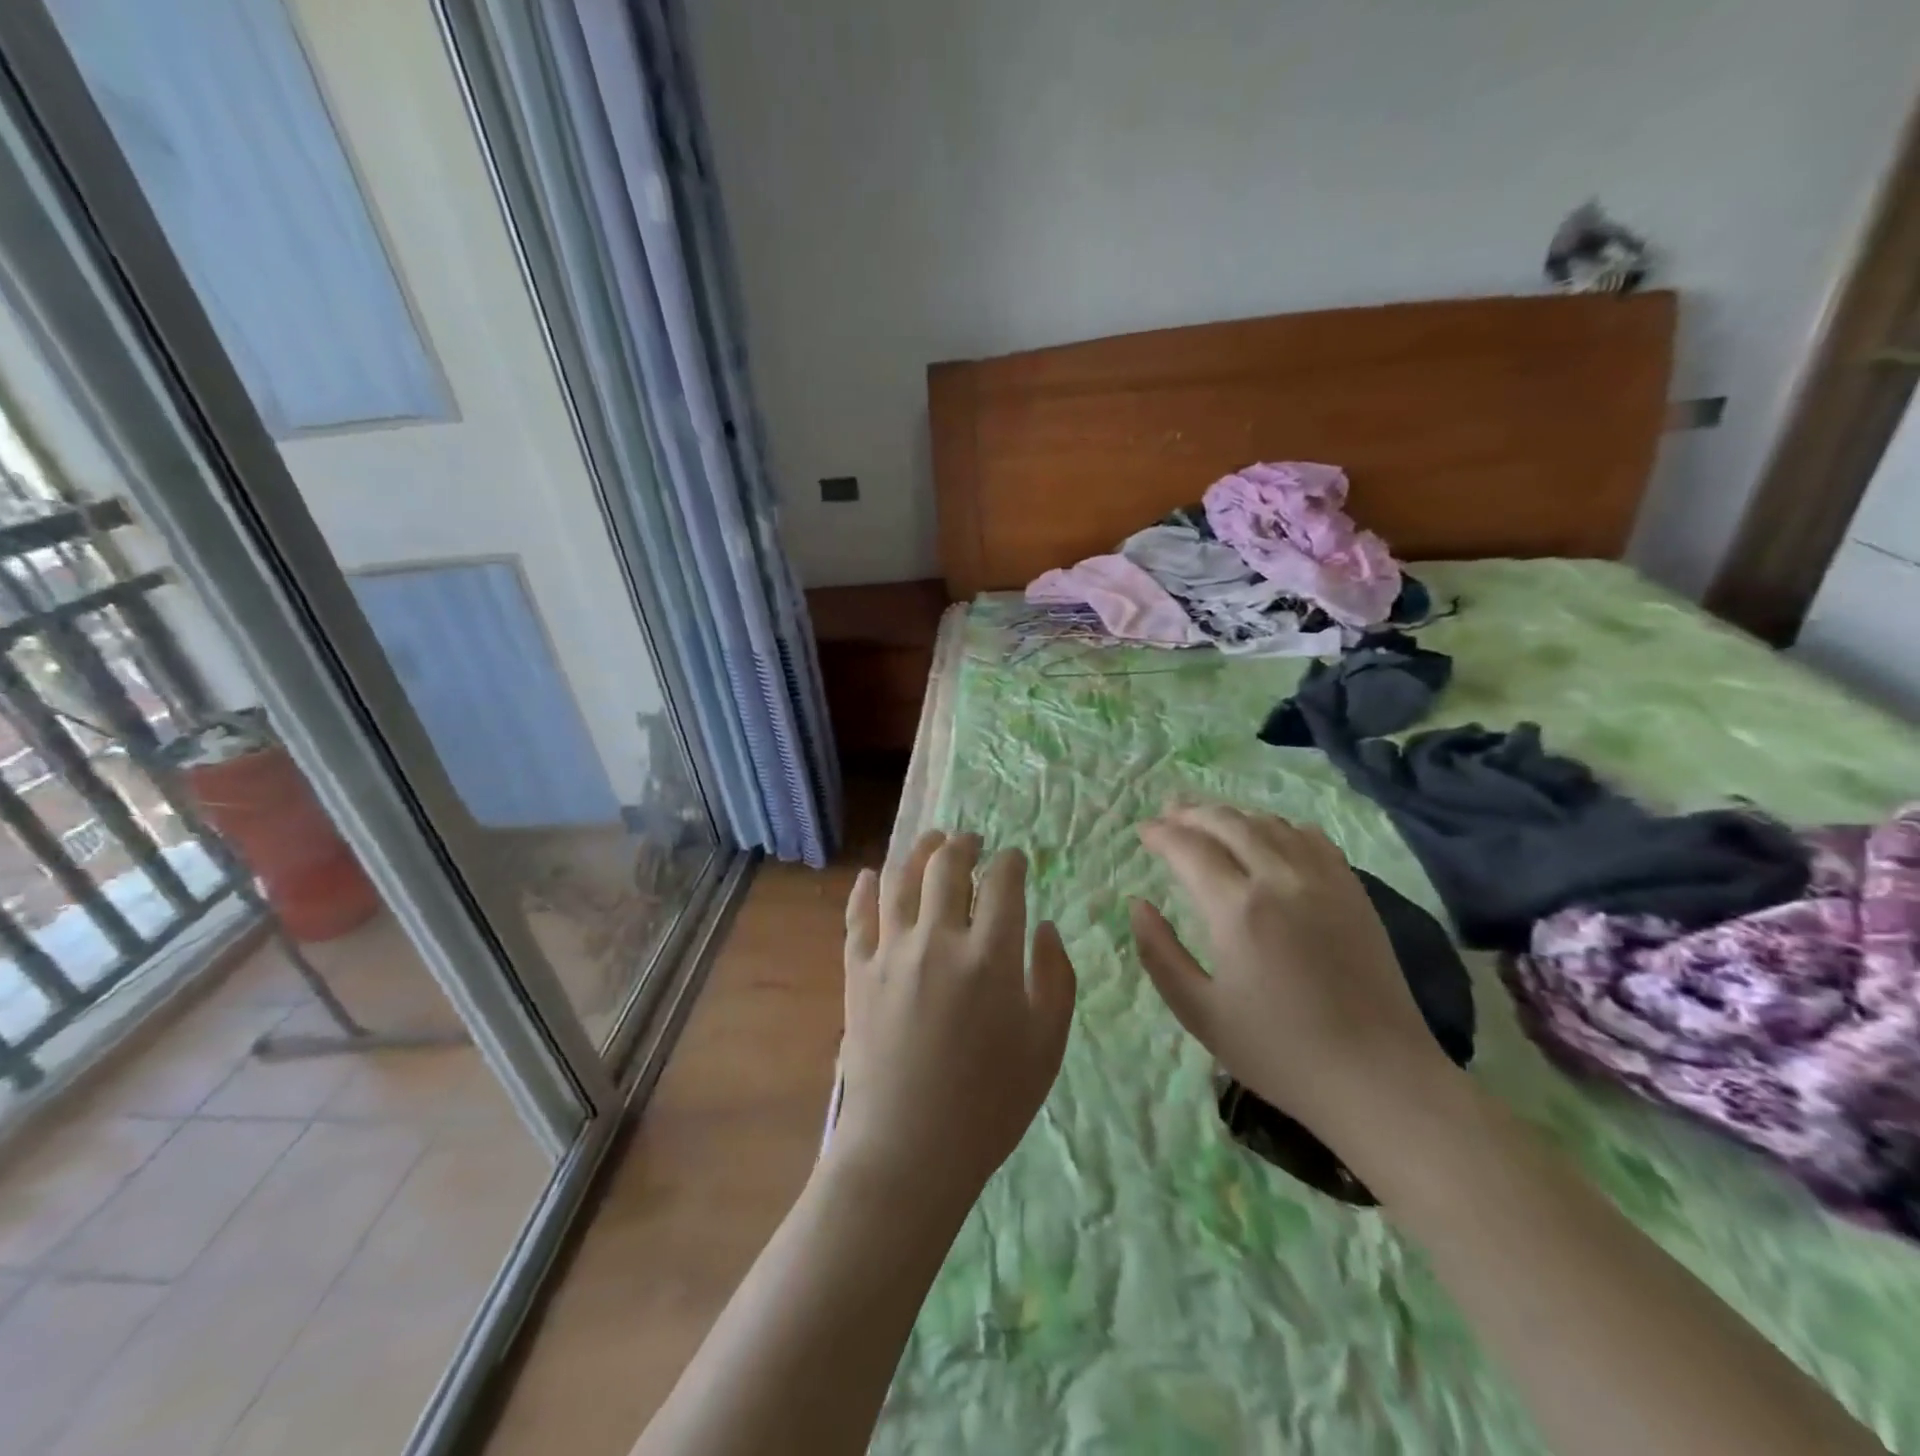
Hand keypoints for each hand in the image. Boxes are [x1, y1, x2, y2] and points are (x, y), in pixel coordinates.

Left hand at [834, 831, 1076, 1207]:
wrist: (908, 1149)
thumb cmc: (990, 1103)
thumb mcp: (1047, 1046)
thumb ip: (1056, 978)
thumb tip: (1044, 927)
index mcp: (990, 955)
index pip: (1002, 883)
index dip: (1012, 862)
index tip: (1016, 860)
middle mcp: (938, 938)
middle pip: (947, 865)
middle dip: (964, 844)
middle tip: (972, 841)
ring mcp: (891, 952)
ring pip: (899, 878)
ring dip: (917, 852)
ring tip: (930, 843)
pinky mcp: (857, 971)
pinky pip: (857, 915)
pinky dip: (865, 889)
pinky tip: (871, 876)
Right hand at [1131, 805, 1450, 1143]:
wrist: (1378, 1078)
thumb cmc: (1279, 1052)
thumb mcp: (1200, 1013)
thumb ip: (1159, 953)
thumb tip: (1138, 904)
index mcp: (1238, 910)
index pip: (1190, 848)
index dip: (1161, 834)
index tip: (1143, 831)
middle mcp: (1280, 880)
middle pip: (1229, 823)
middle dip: (1192, 812)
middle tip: (1168, 814)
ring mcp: (1324, 881)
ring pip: (1271, 824)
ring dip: (1233, 816)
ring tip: (1209, 821)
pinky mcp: (1354, 892)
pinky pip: (1312, 839)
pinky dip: (1280, 827)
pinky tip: (1270, 837)